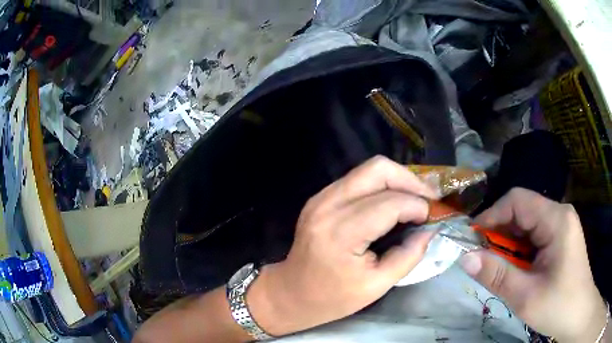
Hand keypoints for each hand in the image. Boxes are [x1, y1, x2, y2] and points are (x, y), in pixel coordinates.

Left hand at [247, 156, 437, 335]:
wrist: (291, 292)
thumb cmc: (332, 298)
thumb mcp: (377, 286)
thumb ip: (408, 256)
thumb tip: (430, 230)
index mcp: (341, 232)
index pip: (390, 203)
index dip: (417, 205)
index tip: (431, 217)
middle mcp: (328, 205)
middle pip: (378, 169)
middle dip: (410, 180)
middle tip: (427, 200)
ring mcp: (321, 197)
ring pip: (368, 169)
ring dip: (397, 180)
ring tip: (414, 199)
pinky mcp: (320, 197)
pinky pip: (358, 179)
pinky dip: (381, 185)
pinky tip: (392, 202)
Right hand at [460, 188, 607, 341]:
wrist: (578, 314)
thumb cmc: (558, 306)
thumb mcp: (525, 296)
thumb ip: (496, 275)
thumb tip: (464, 258)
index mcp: (556, 219)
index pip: (517, 201)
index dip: (491, 216)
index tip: (471, 241)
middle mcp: (559, 214)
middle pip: (522, 210)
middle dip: (498, 233)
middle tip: (481, 259)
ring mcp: (560, 225)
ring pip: (526, 224)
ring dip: (508, 244)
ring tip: (496, 267)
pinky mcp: (559, 238)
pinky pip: (533, 235)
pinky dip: (518, 250)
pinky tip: (514, 269)